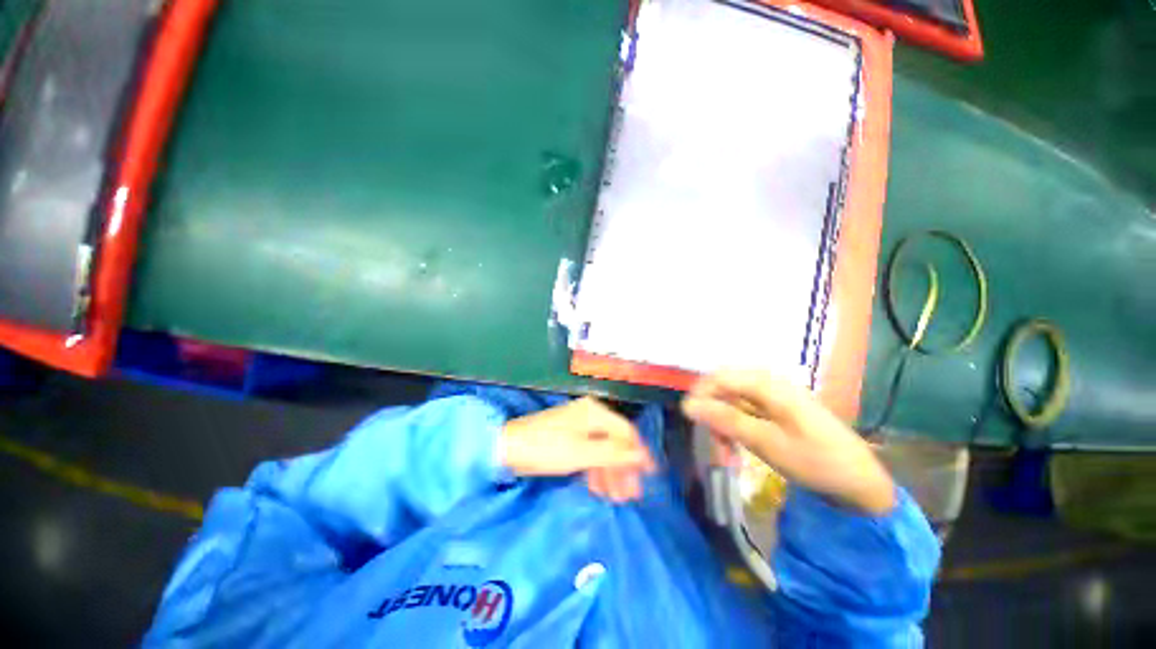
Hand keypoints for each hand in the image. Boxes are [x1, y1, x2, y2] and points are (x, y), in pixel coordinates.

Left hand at [499, 397, 655, 502]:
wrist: (507, 448)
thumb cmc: (547, 448)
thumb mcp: (582, 453)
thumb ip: (614, 453)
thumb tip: (643, 455)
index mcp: (595, 413)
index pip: (626, 432)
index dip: (639, 453)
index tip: (650, 477)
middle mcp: (590, 416)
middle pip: (615, 442)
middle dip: (623, 468)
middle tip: (630, 496)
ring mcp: (578, 427)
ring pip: (602, 450)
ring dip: (610, 473)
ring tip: (616, 498)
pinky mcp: (569, 438)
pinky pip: (589, 453)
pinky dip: (595, 470)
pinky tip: (598, 488)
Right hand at [681, 370, 895, 514]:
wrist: (861, 481)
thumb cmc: (817, 461)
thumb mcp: (767, 442)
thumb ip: (726, 420)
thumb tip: (687, 405)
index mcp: (767, 384)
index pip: (718, 377)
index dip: (699, 396)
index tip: (690, 422)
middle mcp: (768, 382)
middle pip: (723, 388)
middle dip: (712, 413)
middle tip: (714, 446)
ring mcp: (773, 395)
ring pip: (731, 401)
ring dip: (723, 424)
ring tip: (726, 454)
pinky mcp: (776, 409)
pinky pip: (744, 410)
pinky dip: (735, 428)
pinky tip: (738, 447)